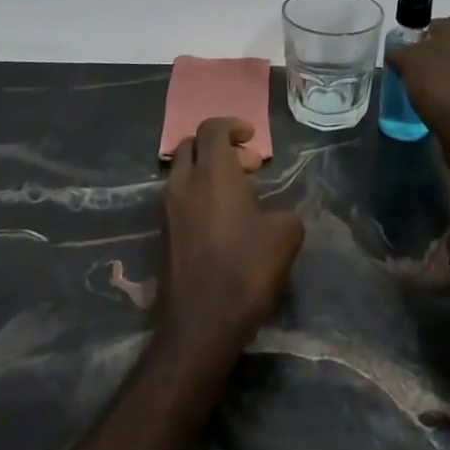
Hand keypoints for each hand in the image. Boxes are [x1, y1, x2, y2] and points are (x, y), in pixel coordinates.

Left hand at [158, 118, 305, 351]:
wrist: (200, 323)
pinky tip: (222, 221)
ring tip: (238, 195)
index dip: (232, 126)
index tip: (251, 138)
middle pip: (192, 145)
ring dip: (207, 172)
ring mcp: (168, 209)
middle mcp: (184, 183)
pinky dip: (198, 195)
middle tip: (247, 166)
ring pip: (183, 172)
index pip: (212, 128)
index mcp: (213, 172)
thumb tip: (277, 213)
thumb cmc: (245, 269)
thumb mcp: (286, 235)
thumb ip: (285, 211)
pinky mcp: (163, 234)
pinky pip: (179, 197)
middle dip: (218, 146)